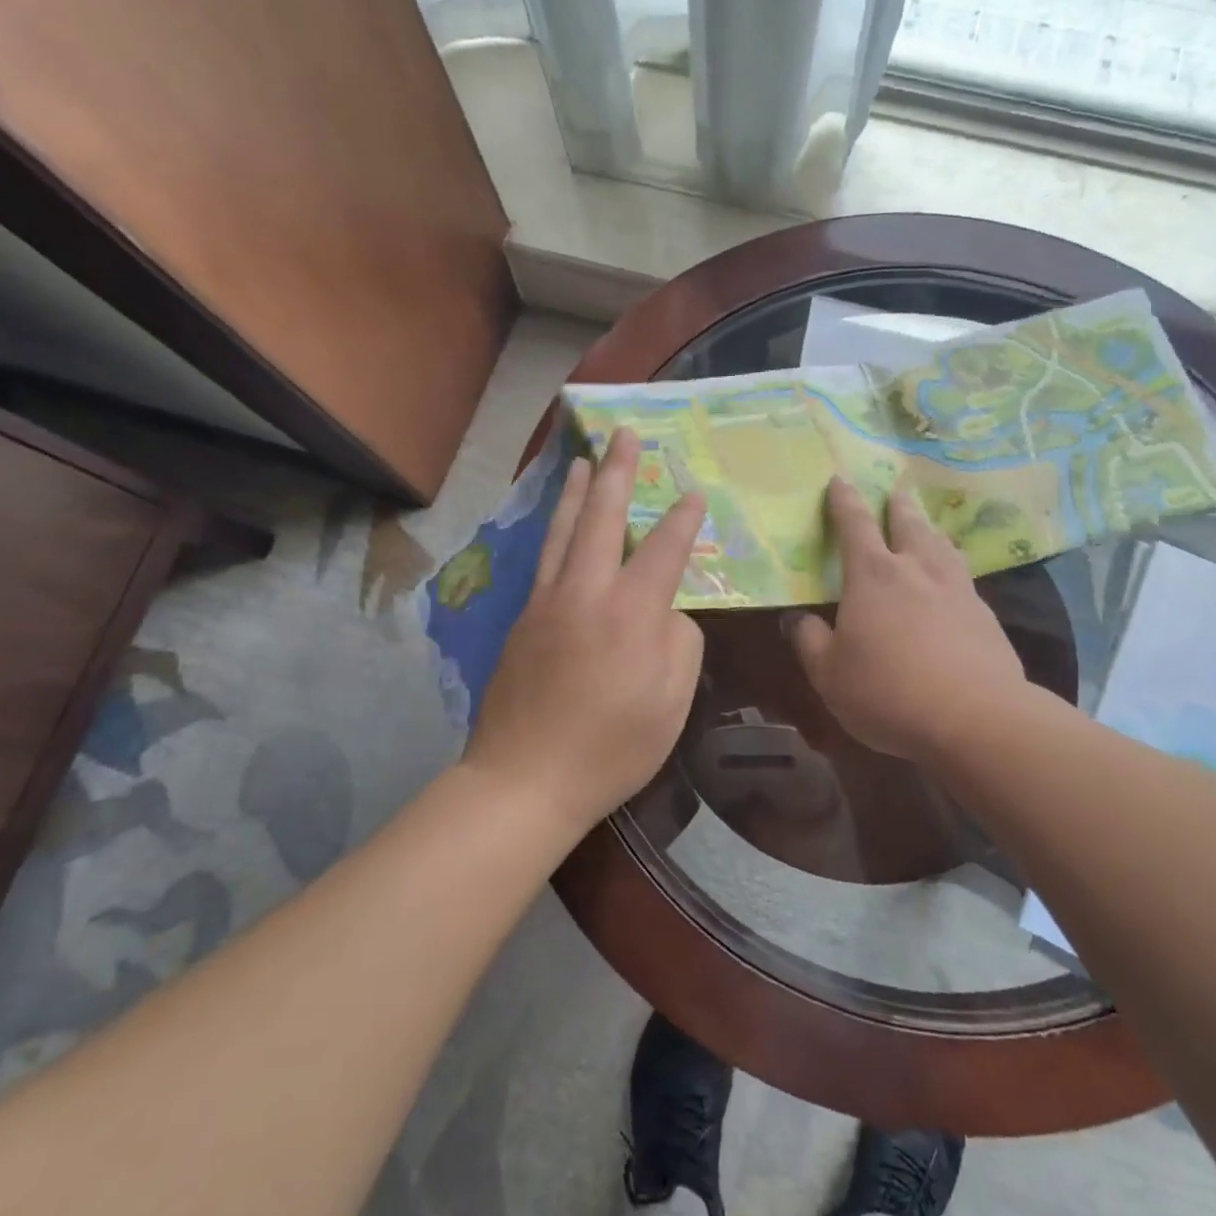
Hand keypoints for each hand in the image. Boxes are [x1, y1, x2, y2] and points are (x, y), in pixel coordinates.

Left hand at [467, 428, 706, 831]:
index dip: (683, 519)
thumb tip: (667, 612)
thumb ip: (680, 644)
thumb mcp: (671, 702)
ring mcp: (547, 602)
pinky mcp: (522, 620)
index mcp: (631, 612)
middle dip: (617, 472)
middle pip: (602, 518)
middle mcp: (586, 592)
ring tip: (582, 460)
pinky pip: (543, 559)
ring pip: (562, 531)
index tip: (694, 493)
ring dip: (576, 491)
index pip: (664, 549)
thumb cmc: (611, 747)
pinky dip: (554, 529)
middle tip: (624, 435)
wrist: (524, 779)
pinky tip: (558, 524)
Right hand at [787, 478, 1037, 766]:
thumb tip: (796, 618)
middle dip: (897, 506)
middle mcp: (916, 569)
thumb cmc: (888, 692)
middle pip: (907, 523)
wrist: (976, 719)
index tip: (840, 479)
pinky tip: (954, 581)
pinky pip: (963, 577)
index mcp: (872, 575)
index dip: (844, 500)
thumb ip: (809, 640)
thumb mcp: (829, 674)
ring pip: (941, 545)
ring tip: (927, 527)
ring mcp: (956, 589)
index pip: (853, 525)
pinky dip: (952, 567)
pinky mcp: (985, 615)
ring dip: (929, 530)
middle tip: (895, 492)